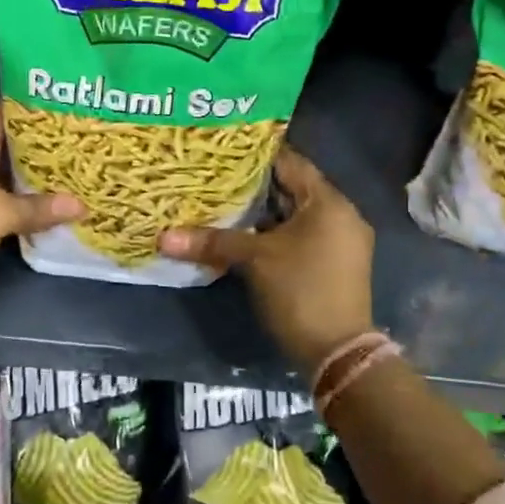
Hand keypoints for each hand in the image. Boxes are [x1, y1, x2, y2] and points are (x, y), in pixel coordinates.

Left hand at [0, 108, 82, 309]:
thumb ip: (38, 208)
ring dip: (32, 180)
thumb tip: (82, 205)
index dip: (28, 108)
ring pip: (4, 180)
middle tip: (77, 142)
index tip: (61, 103)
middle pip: (6, 149)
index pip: (0, 117)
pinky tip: (46, 210)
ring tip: (71, 173)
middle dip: (40, 147)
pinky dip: (20, 207)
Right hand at [158, 146, 375, 371]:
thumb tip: (163, 237)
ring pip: (296, 215)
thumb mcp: (254, 260)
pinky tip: (246, 235)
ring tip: (224, 203)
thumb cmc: (300, 291)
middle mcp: (341, 215)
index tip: (223, 151)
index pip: (290, 163)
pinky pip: (303, 235)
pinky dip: (277, 233)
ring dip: (265, 213)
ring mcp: (342, 241)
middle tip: (216, 176)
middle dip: (255, 186)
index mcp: (328, 202)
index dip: (256, 156)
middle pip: (293, 189)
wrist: (337, 352)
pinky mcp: (336, 264)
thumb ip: (212, 241)